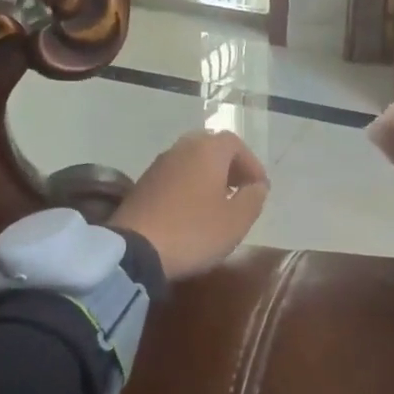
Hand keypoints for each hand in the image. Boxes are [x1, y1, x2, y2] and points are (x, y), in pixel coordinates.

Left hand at [111, 130, 269, 279]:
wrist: (134, 250)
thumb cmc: (193, 231)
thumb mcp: (236, 221)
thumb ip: (253, 198)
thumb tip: (256, 186)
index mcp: (207, 150)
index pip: (235, 143)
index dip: (251, 164)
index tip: (259, 188)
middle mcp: (181, 149)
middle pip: (211, 148)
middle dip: (229, 167)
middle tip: (239, 191)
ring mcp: (158, 165)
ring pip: (191, 162)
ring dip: (208, 177)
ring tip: (218, 204)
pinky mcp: (142, 184)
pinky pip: (174, 177)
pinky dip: (188, 187)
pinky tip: (192, 212)